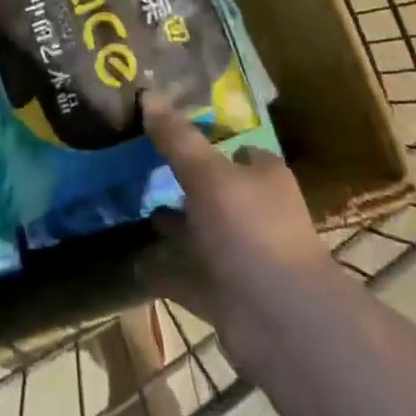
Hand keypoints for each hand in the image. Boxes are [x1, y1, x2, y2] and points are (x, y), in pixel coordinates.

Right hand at [140, 96, 348, 374]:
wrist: (282, 321)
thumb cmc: (250, 230)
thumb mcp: (207, 174)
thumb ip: (177, 139)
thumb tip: (148, 94)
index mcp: (263, 177)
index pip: (237, 149)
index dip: (207, 140)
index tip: (167, 132)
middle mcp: (256, 213)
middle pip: (215, 191)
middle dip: (183, 184)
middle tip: (139, 169)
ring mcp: (242, 257)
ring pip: (201, 234)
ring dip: (173, 227)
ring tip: (133, 212)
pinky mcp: (227, 296)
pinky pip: (188, 276)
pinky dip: (165, 271)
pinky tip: (133, 263)